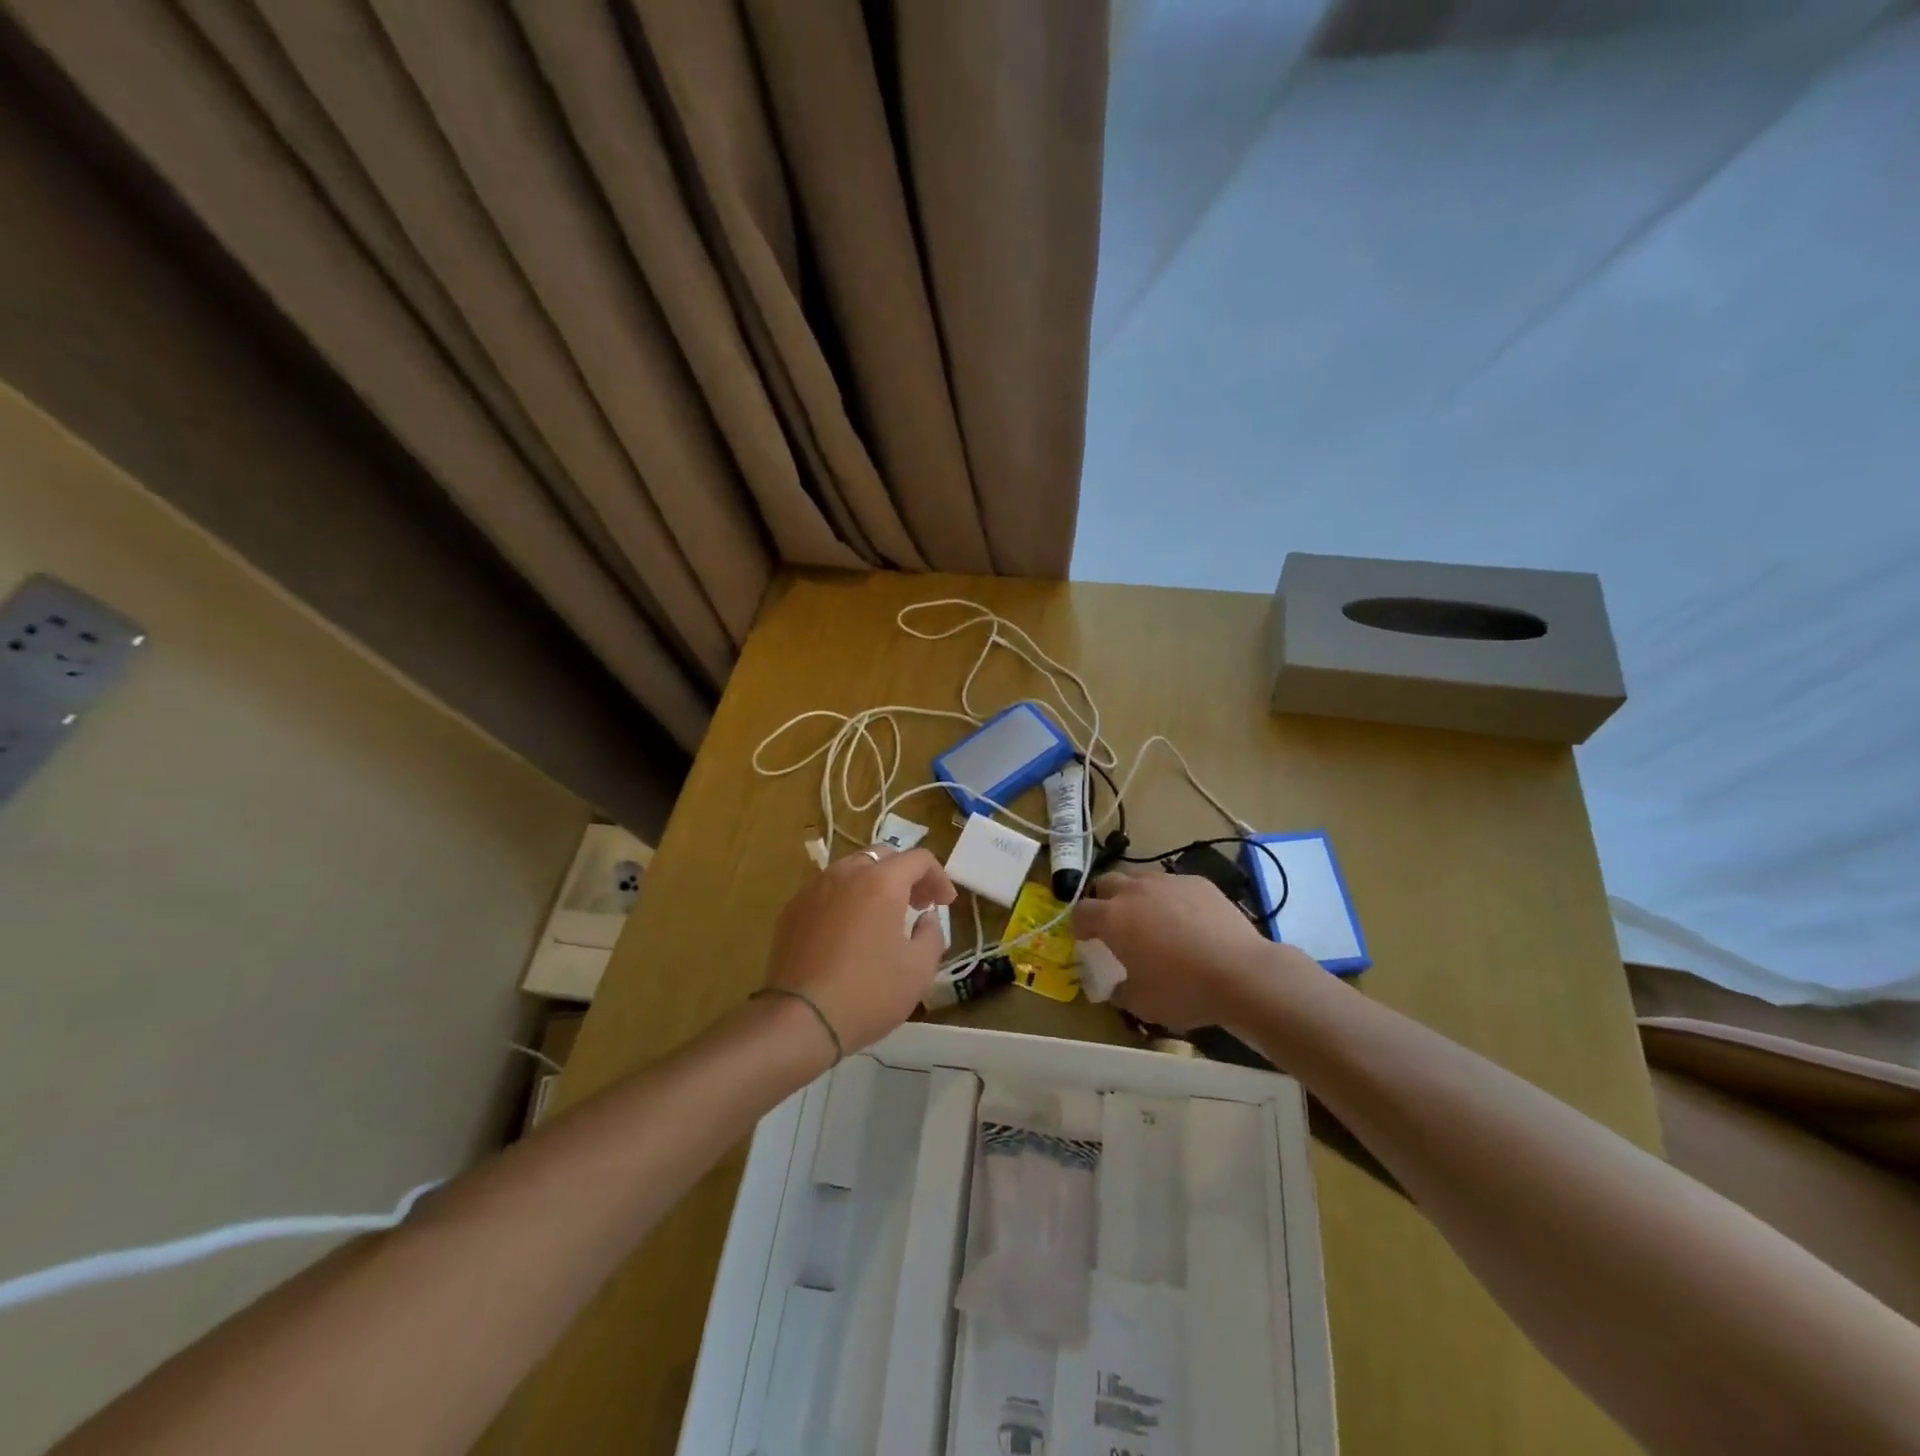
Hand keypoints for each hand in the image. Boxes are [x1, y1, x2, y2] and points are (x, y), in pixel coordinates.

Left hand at [765, 846, 956, 1055]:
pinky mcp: (792, 909)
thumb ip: (932, 934)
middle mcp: (846, 873)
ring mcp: (814, 888)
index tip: (945, 904)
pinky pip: (827, 890)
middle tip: (917, 905)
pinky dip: (846, 898)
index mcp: (881, 881)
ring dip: (874, 883)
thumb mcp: (919, 970)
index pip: (919, 859)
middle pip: (883, 856)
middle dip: (906, 875)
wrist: (800, 1019)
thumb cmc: (868, 993)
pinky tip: (848, 931)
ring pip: (851, 869)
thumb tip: (926, 919)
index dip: (939, 877)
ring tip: (882, 916)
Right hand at [1072, 869, 1314, 1030]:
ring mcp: (1168, 882)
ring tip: (1151, 919)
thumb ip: (1119, 991)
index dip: (1079, 925)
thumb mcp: (1141, 1004)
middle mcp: (1135, 891)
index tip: (1086, 939)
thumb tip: (1115, 987)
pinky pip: (1174, 885)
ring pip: (1141, 879)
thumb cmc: (1183, 990)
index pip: (1081, 911)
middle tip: (1114, 923)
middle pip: (1107, 883)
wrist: (1241, 973)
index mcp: (1113, 918)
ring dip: (1136, 895)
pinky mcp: (1198, 882)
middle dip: (1104, 900)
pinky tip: (1187, 920)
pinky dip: (1171, 898)